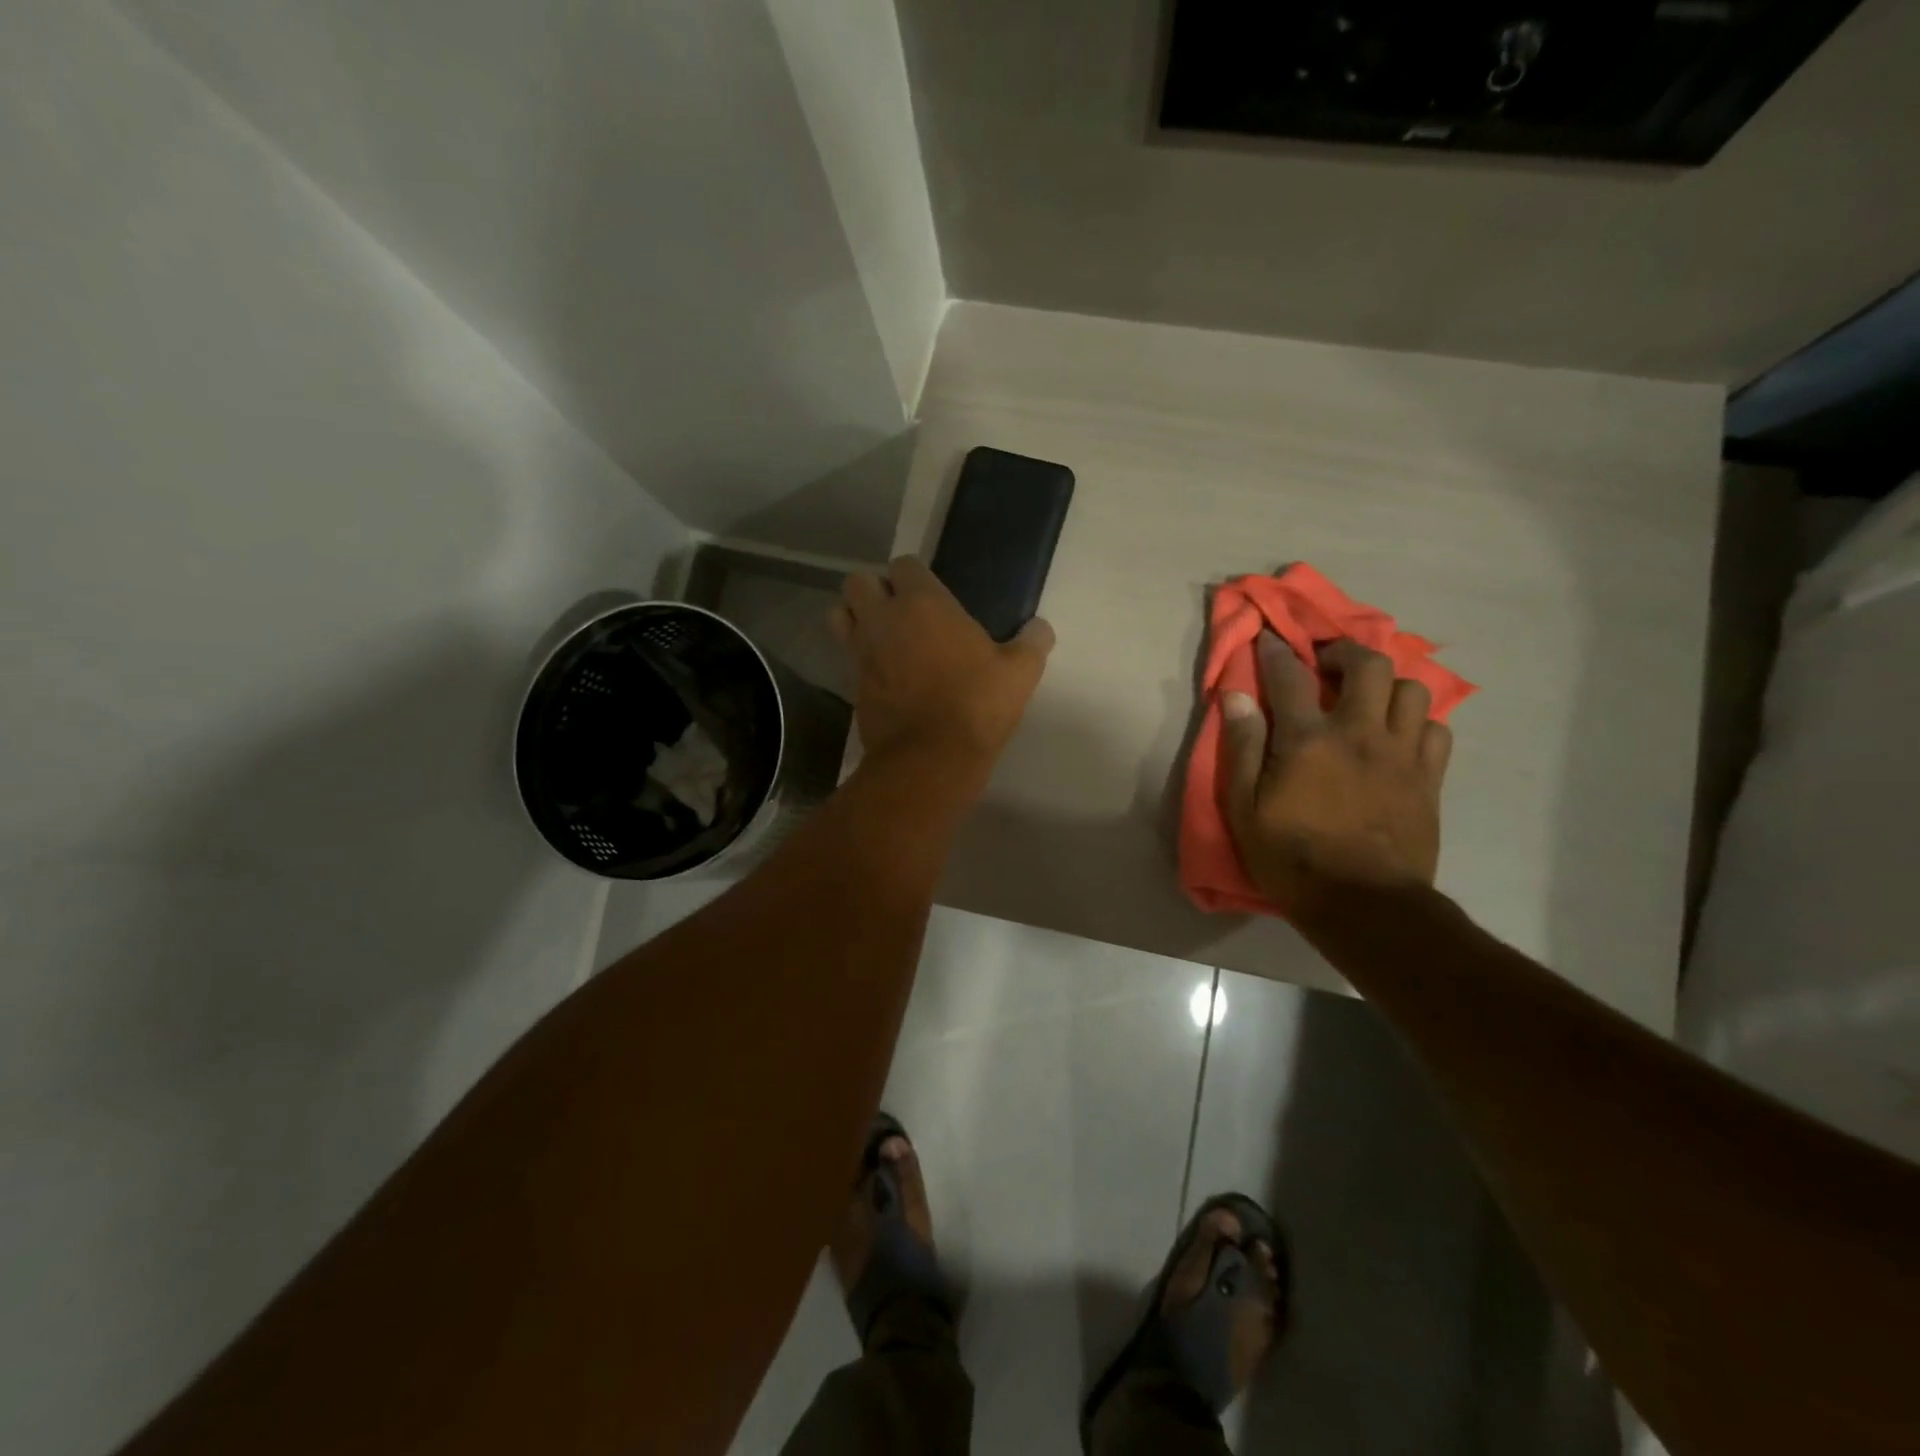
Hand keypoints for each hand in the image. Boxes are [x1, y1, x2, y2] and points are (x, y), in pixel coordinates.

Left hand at [830, 556, 1054, 772]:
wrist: (930, 758)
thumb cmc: (976, 705)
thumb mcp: (1019, 673)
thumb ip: (1032, 642)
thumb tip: (1040, 628)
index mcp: (923, 604)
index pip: (904, 564)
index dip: (914, 576)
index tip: (931, 594)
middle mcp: (884, 619)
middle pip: (858, 582)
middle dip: (874, 589)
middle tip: (900, 611)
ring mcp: (862, 653)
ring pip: (840, 616)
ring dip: (855, 618)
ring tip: (882, 636)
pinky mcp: (852, 685)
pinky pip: (848, 657)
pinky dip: (860, 658)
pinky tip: (885, 675)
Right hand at [1220, 633, 1451, 922]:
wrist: (1365, 907)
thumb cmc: (1291, 858)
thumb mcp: (1245, 808)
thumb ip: (1242, 747)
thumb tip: (1236, 696)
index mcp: (1309, 740)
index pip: (1290, 675)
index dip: (1277, 651)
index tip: (1270, 639)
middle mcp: (1360, 734)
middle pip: (1369, 665)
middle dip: (1345, 653)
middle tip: (1327, 667)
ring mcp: (1402, 754)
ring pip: (1412, 690)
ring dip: (1387, 685)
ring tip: (1368, 700)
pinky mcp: (1429, 778)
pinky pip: (1436, 729)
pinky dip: (1417, 722)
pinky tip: (1398, 736)